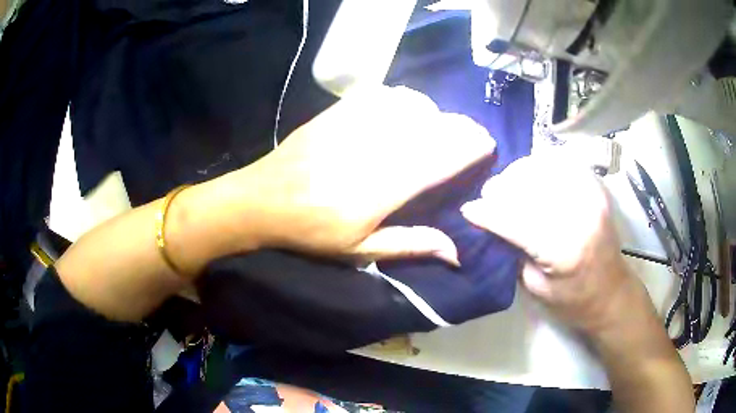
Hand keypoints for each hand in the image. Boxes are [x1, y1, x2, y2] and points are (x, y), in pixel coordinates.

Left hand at [238, 86, 494, 262]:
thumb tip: (456, 253)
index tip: (486, 144)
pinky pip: (381, 95)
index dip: (467, 149)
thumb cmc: (310, 231)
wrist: (262, 199)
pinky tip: (405, 108)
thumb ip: (411, 244)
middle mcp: (372, 151)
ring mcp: (353, 126)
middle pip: (430, 129)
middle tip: (474, 133)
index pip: (438, 160)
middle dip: (460, 128)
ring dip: (433, 113)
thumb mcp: (360, 250)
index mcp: (381, 189)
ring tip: (440, 124)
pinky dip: (402, 99)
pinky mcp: (337, 113)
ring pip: (409, 106)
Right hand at [460, 155, 635, 332]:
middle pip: (531, 186)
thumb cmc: (573, 300)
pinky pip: (565, 161)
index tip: (469, 210)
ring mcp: (592, 196)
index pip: (517, 221)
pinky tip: (534, 175)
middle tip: (488, 195)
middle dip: (502, 188)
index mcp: (564, 250)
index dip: (488, 213)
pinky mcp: (597, 188)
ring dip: (521, 172)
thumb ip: (516, 249)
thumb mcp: (536, 286)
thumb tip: (492, 221)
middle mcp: (580, 215)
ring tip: (510, 184)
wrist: (611, 292)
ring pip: (546, 166)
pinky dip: (544, 163)